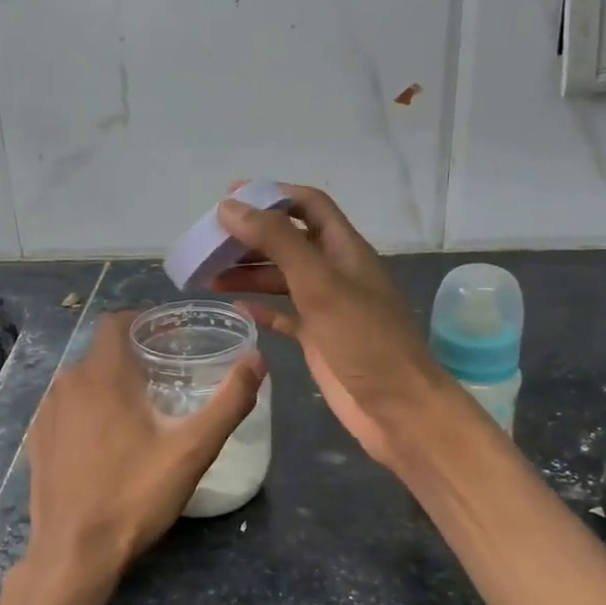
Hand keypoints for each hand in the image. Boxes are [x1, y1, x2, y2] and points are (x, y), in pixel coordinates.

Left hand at [27, 309, 263, 583]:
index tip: (171, 336)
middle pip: (102, 351)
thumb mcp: (193, 450)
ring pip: (83, 380)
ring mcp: (46, 412)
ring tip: (141, 409)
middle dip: (133, 356)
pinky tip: (106, 440)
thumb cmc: (135, 495)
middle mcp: (67, 382)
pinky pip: (66, 408)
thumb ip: (229, 401)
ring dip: (110, 384)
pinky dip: (87, 410)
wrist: (74, 552)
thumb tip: (257, 360)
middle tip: (167, 376)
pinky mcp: (36, 439)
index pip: (116, 321)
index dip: (143, 321)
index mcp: (102, 374)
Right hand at [211, 184, 452, 467]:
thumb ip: (278, 243)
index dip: (272, 195)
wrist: (398, 409)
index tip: (230, 196)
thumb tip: (231, 207)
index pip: (308, 206)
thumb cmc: (364, 341)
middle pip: (288, 241)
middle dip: (251, 237)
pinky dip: (260, 308)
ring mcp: (327, 307)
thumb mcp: (320, 284)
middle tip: (209, 242)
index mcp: (344, 250)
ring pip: (281, 278)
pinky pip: (284, 315)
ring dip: (248, 273)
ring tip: (207, 276)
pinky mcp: (318, 339)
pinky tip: (235, 308)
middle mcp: (335, 272)